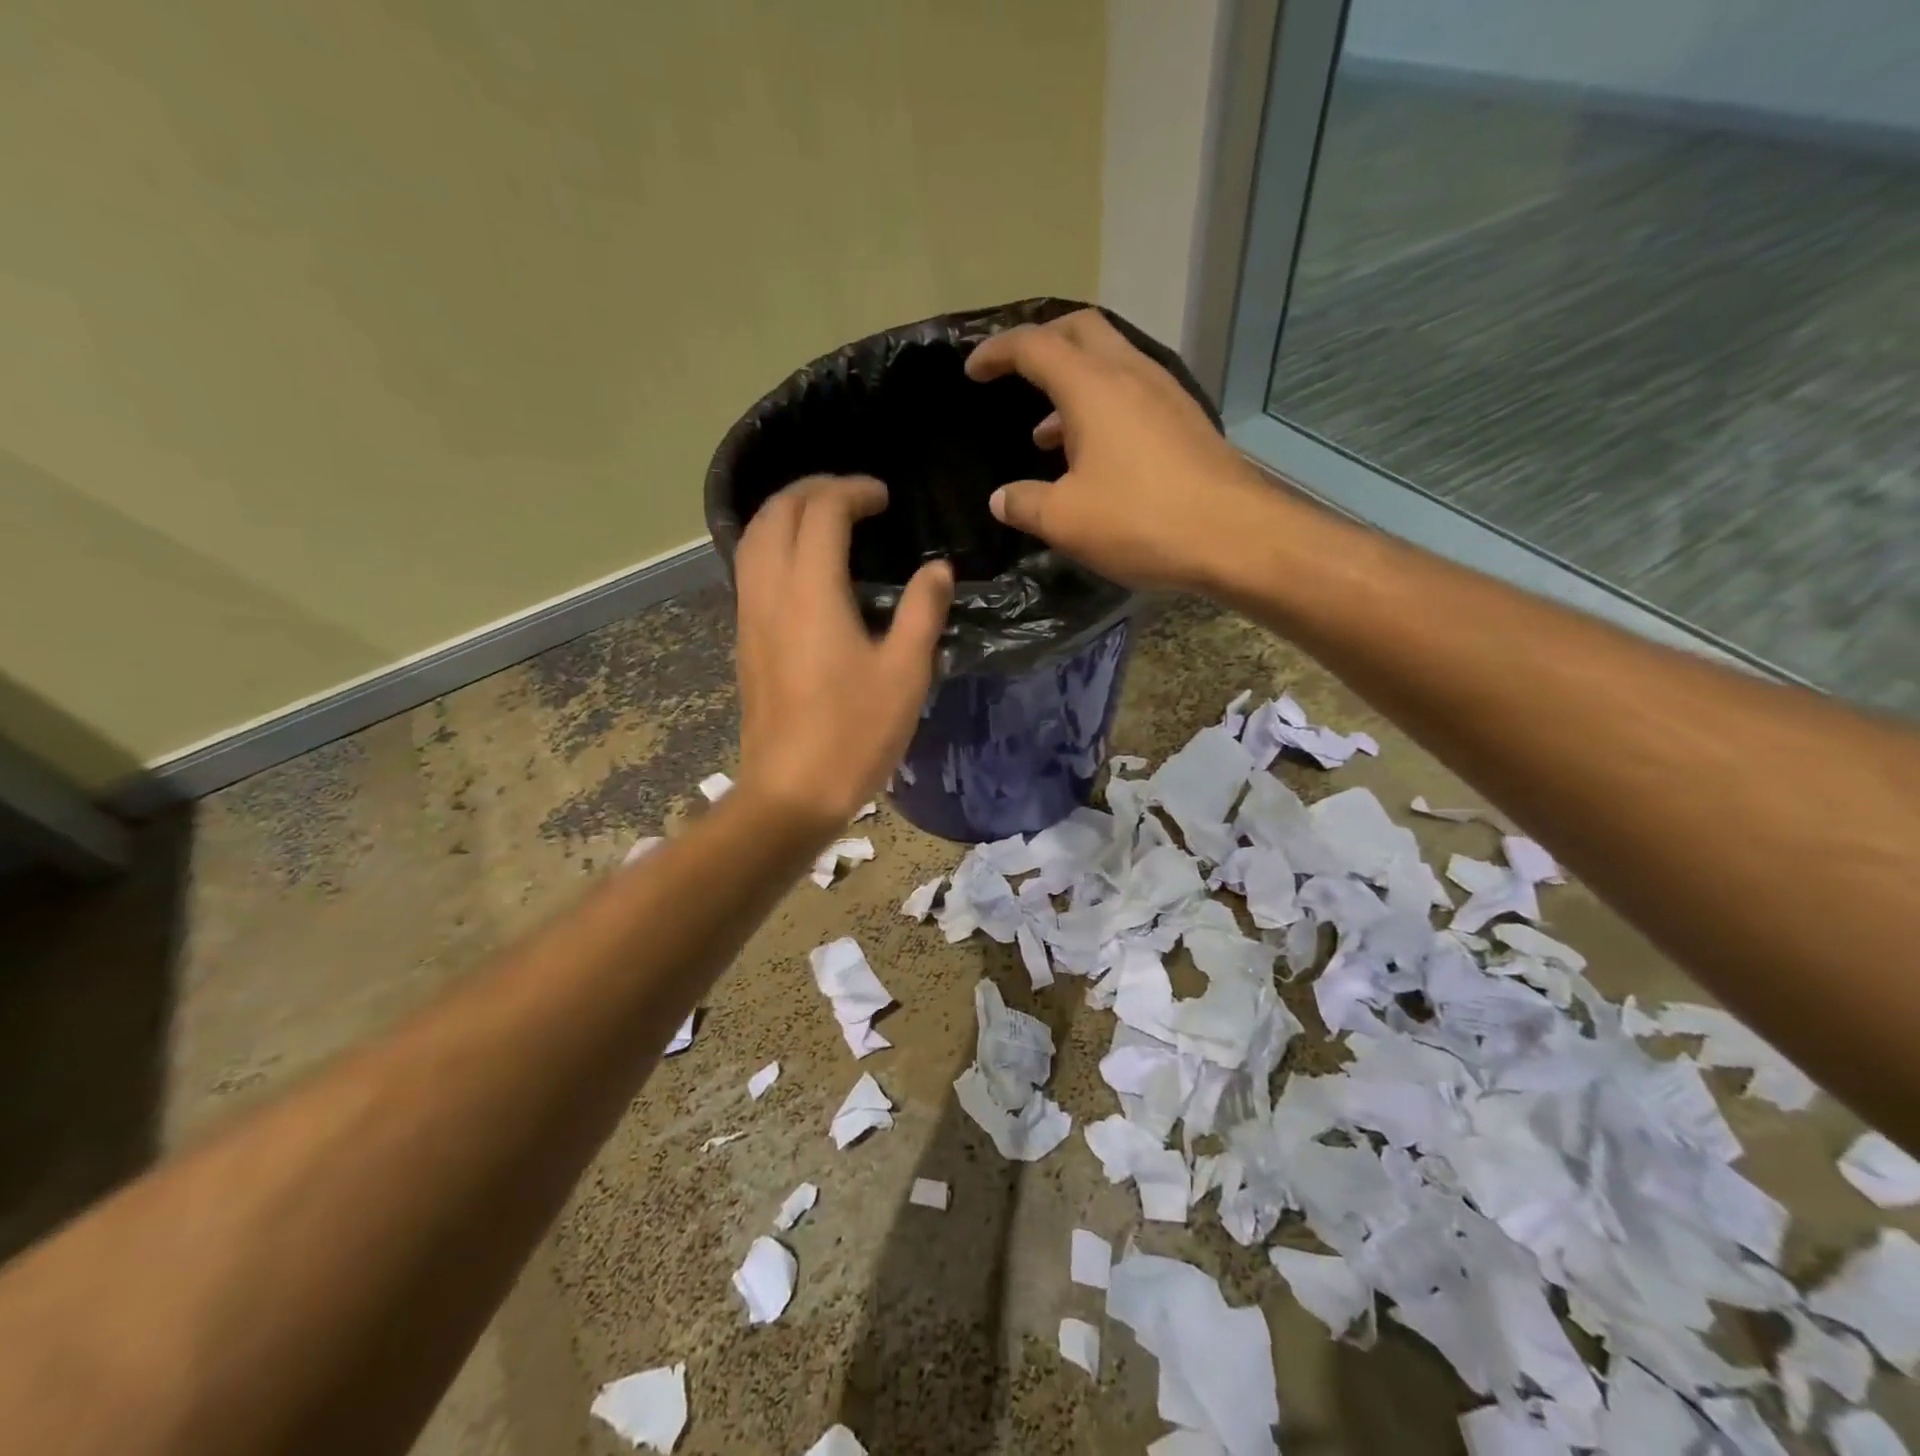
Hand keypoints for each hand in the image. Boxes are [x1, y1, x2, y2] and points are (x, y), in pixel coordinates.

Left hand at [732, 475, 952, 832]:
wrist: (792, 791)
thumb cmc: (856, 733)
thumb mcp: (906, 672)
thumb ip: (923, 611)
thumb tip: (937, 568)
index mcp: (811, 592)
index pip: (821, 512)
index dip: (852, 491)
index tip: (884, 497)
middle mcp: (770, 592)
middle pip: (776, 513)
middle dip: (812, 489)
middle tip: (853, 496)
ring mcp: (750, 617)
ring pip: (753, 539)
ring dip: (786, 513)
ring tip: (826, 518)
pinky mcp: (745, 641)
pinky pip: (750, 569)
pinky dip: (774, 545)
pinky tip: (803, 566)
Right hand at [965, 309, 1280, 592]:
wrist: (1236, 536)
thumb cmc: (1140, 520)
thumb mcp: (1066, 520)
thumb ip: (1025, 504)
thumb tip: (1000, 499)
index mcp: (1092, 386)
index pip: (1035, 346)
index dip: (997, 352)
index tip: (973, 369)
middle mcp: (1131, 374)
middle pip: (1080, 331)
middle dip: (1042, 344)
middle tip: (1015, 374)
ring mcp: (1165, 394)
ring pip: (1110, 363)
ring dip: (1073, 384)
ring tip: (1045, 434)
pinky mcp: (1185, 422)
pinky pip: (1133, 394)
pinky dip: (1102, 408)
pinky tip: (1093, 457)